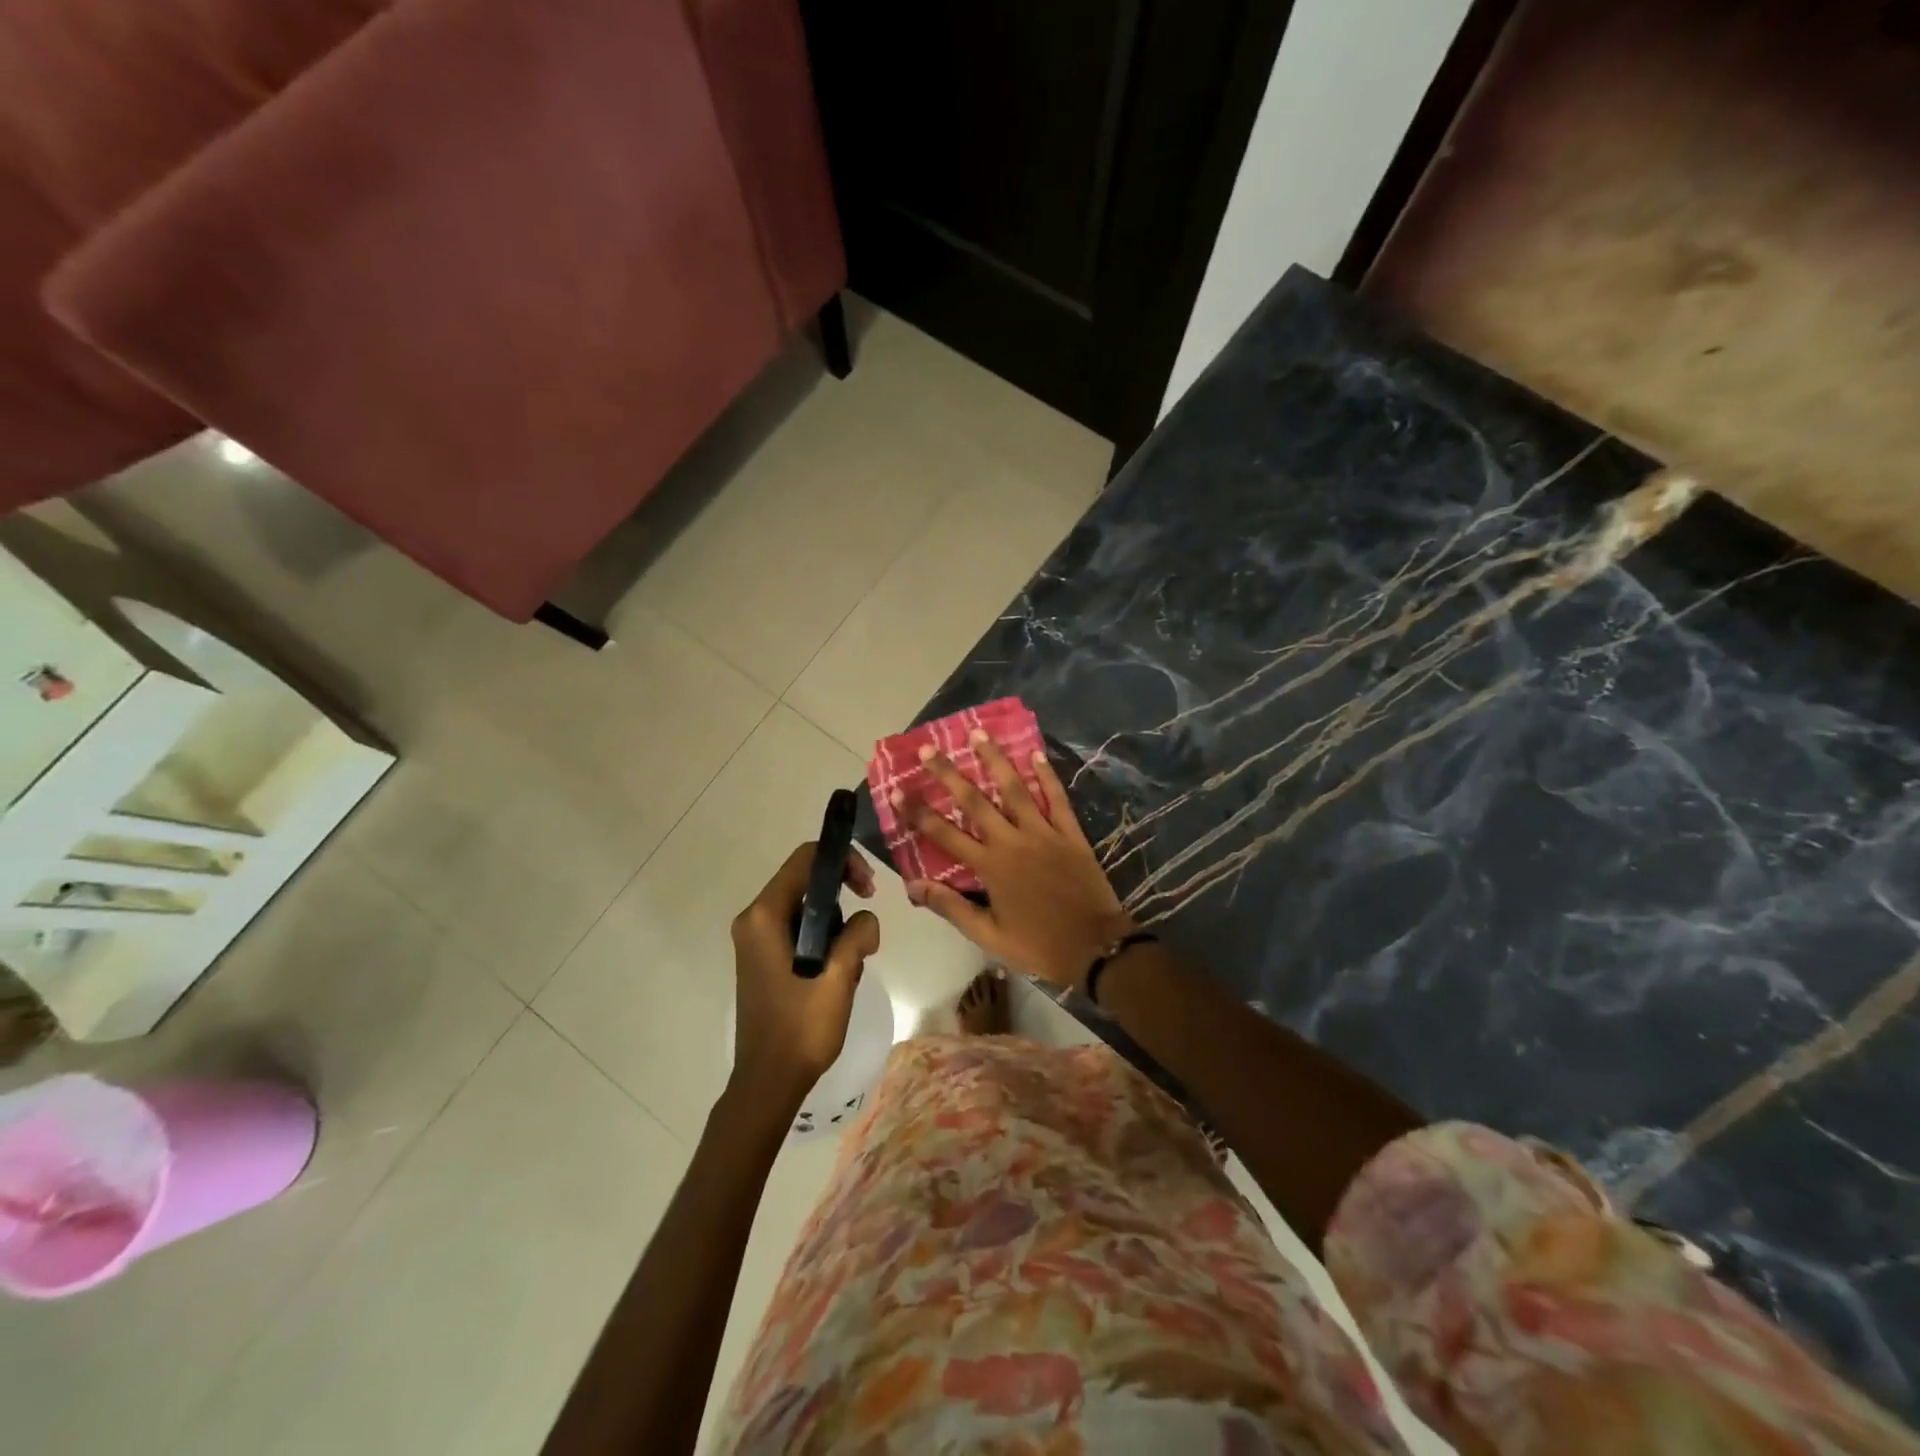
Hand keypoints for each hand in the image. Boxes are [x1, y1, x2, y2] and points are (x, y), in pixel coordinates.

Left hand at [729, 843, 879, 1105]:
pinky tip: (836, 975)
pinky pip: (798, 931)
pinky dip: (822, 942)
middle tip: (867, 931)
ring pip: (806, 909)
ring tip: (851, 964)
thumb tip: (867, 919)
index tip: (868, 888)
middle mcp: (754, 920)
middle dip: (843, 898)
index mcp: (764, 917)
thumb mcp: (839, 979)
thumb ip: (857, 936)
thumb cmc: (800, 1030)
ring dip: (836, 926)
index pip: (805, 860)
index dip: (842, 862)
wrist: (767, 1083)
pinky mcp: (763, 959)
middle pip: (805, 882)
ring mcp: (755, 941)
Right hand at [896, 733, 1132, 988]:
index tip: (898, 790)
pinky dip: (1046, 775)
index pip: (944, 834)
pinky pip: (1057, 798)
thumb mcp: (989, 935)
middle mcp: (1012, 841)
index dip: (918, 812)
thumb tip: (914, 885)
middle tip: (930, 748)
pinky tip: (1036, 753)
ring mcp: (1043, 833)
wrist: (1095, 947)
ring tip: (979, 733)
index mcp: (990, 867)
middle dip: (949, 774)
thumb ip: (952, 907)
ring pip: (1015, 789)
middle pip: (974, 801)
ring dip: (995, 760)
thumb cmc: (1038, 944)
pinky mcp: (1070, 833)